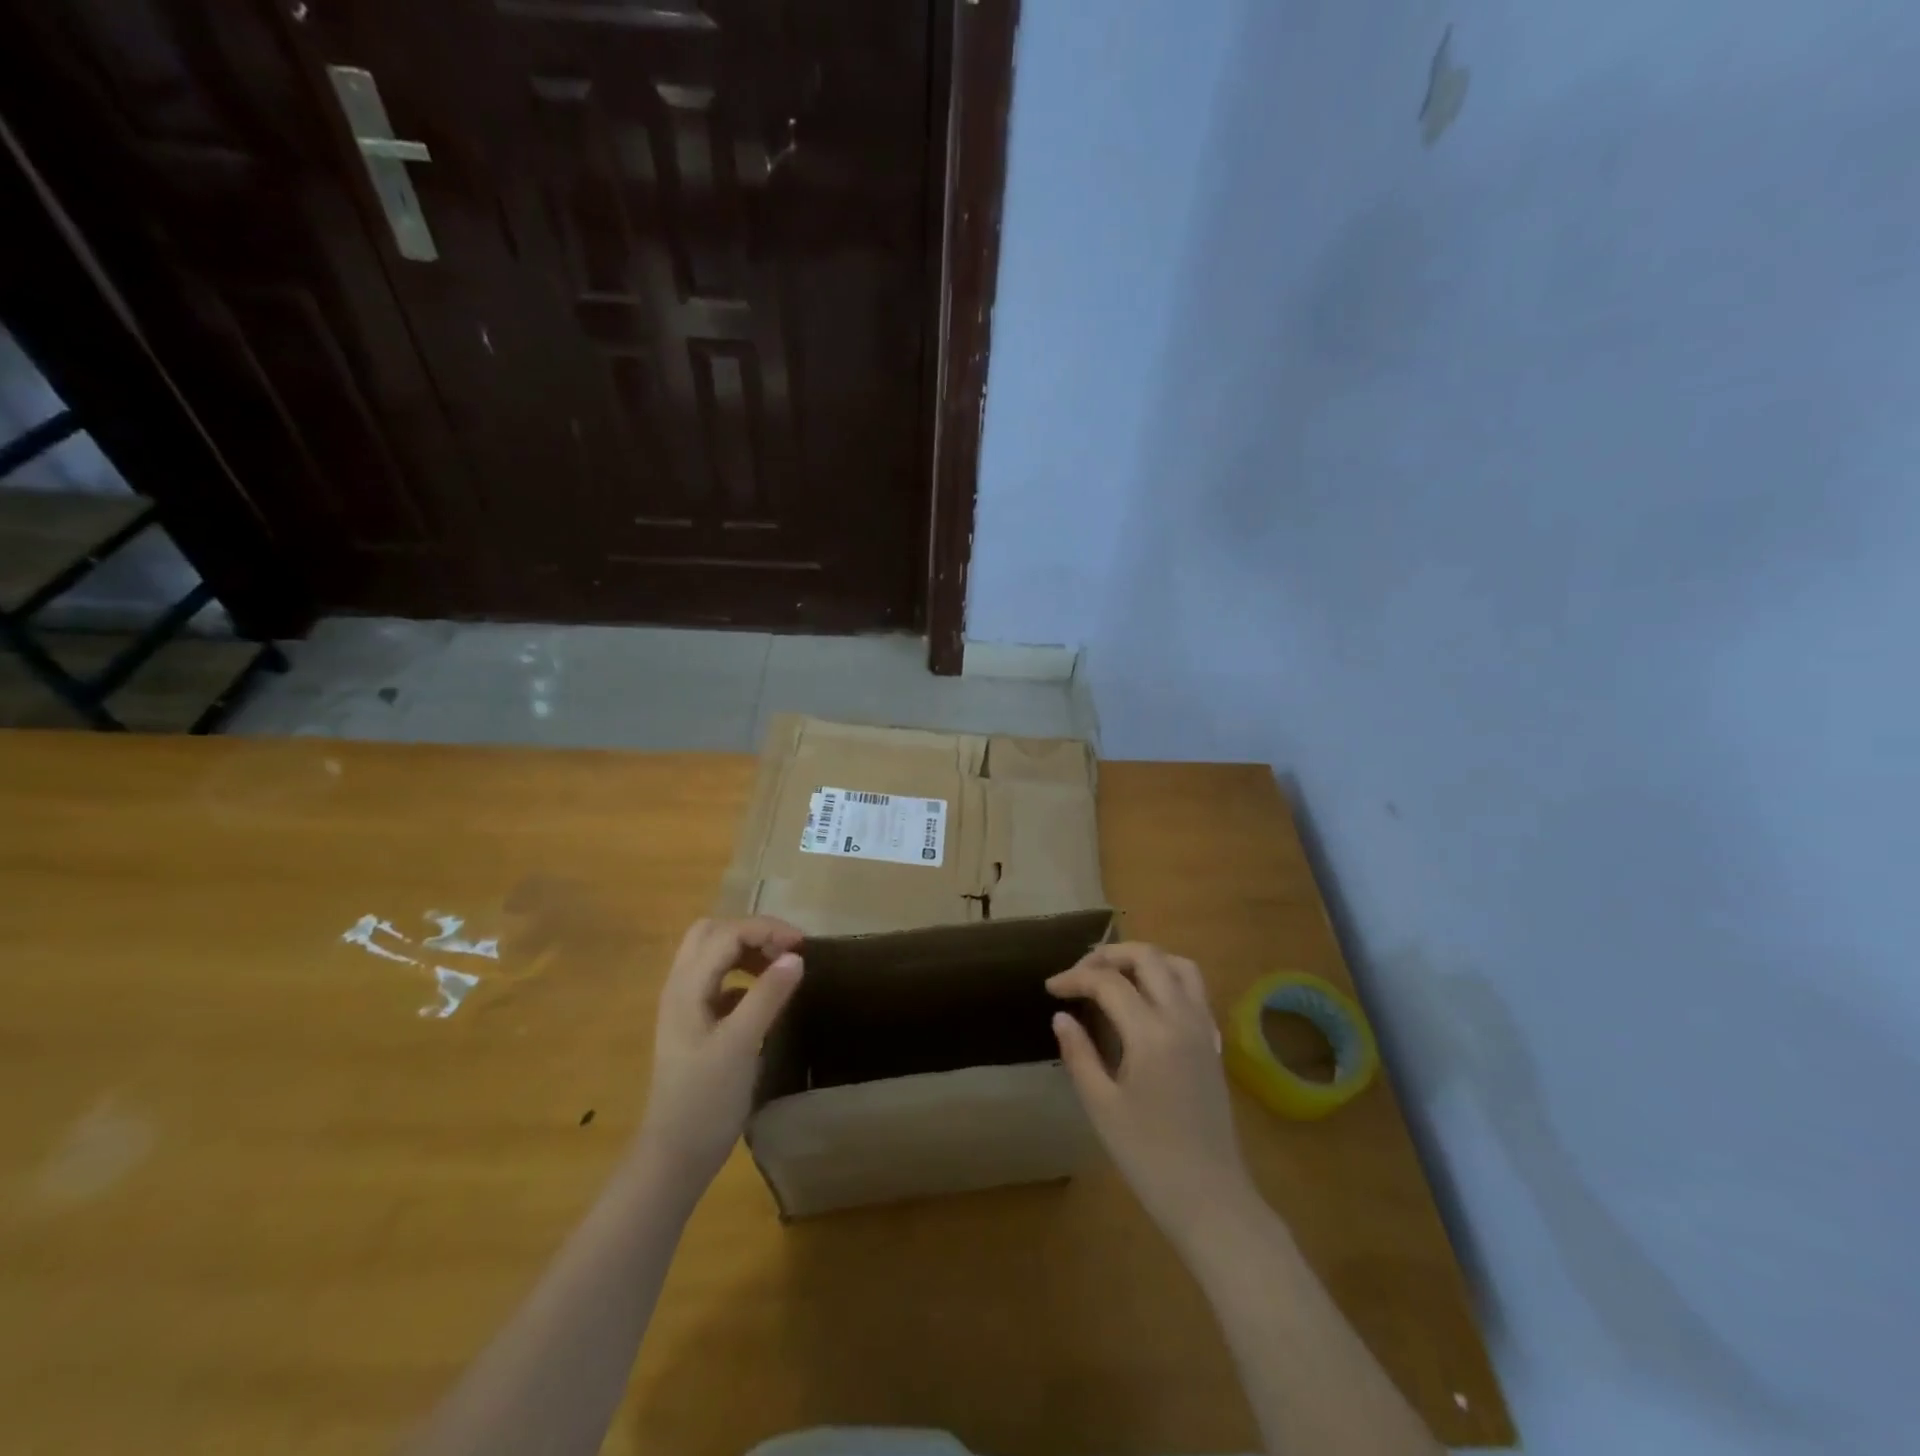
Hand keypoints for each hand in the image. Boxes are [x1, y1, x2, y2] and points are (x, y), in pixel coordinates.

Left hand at [636, 917, 804, 1193]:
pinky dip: (743, 975)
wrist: (674, 1156)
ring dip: (747, 950)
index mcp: (687, 986)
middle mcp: (681, 987)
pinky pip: (719, 980)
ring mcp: (685, 1006)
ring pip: (713, 955)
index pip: (727, 933)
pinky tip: (765, 997)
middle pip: (712, 933)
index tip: (803, 945)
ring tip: (781, 968)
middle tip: (787, 950)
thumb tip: (796, 956)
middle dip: (753, 932)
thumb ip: (767, 996)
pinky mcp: (695, 1024)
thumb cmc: (706, 1099)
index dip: (766, 930)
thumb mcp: (741, 1044)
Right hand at [1049, 943, 1254, 1246]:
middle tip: (1079, 973)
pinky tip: (1146, 1002)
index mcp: (1151, 1034)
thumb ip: (1079, 1054)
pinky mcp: (1214, 1043)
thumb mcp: (1102, 1107)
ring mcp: (1204, 1028)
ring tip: (1113, 975)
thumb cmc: (1149, 1157)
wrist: (1211, 1199)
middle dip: (1108, 955)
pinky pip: (1194, 989)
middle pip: (1148, 957)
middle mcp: (1182, 1018)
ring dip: (1143, 959)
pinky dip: (1167, 978)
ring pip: (1179, 965)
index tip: (1051, 989)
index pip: (1108, 983)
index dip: (1075, 978)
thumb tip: (1062, 1017)